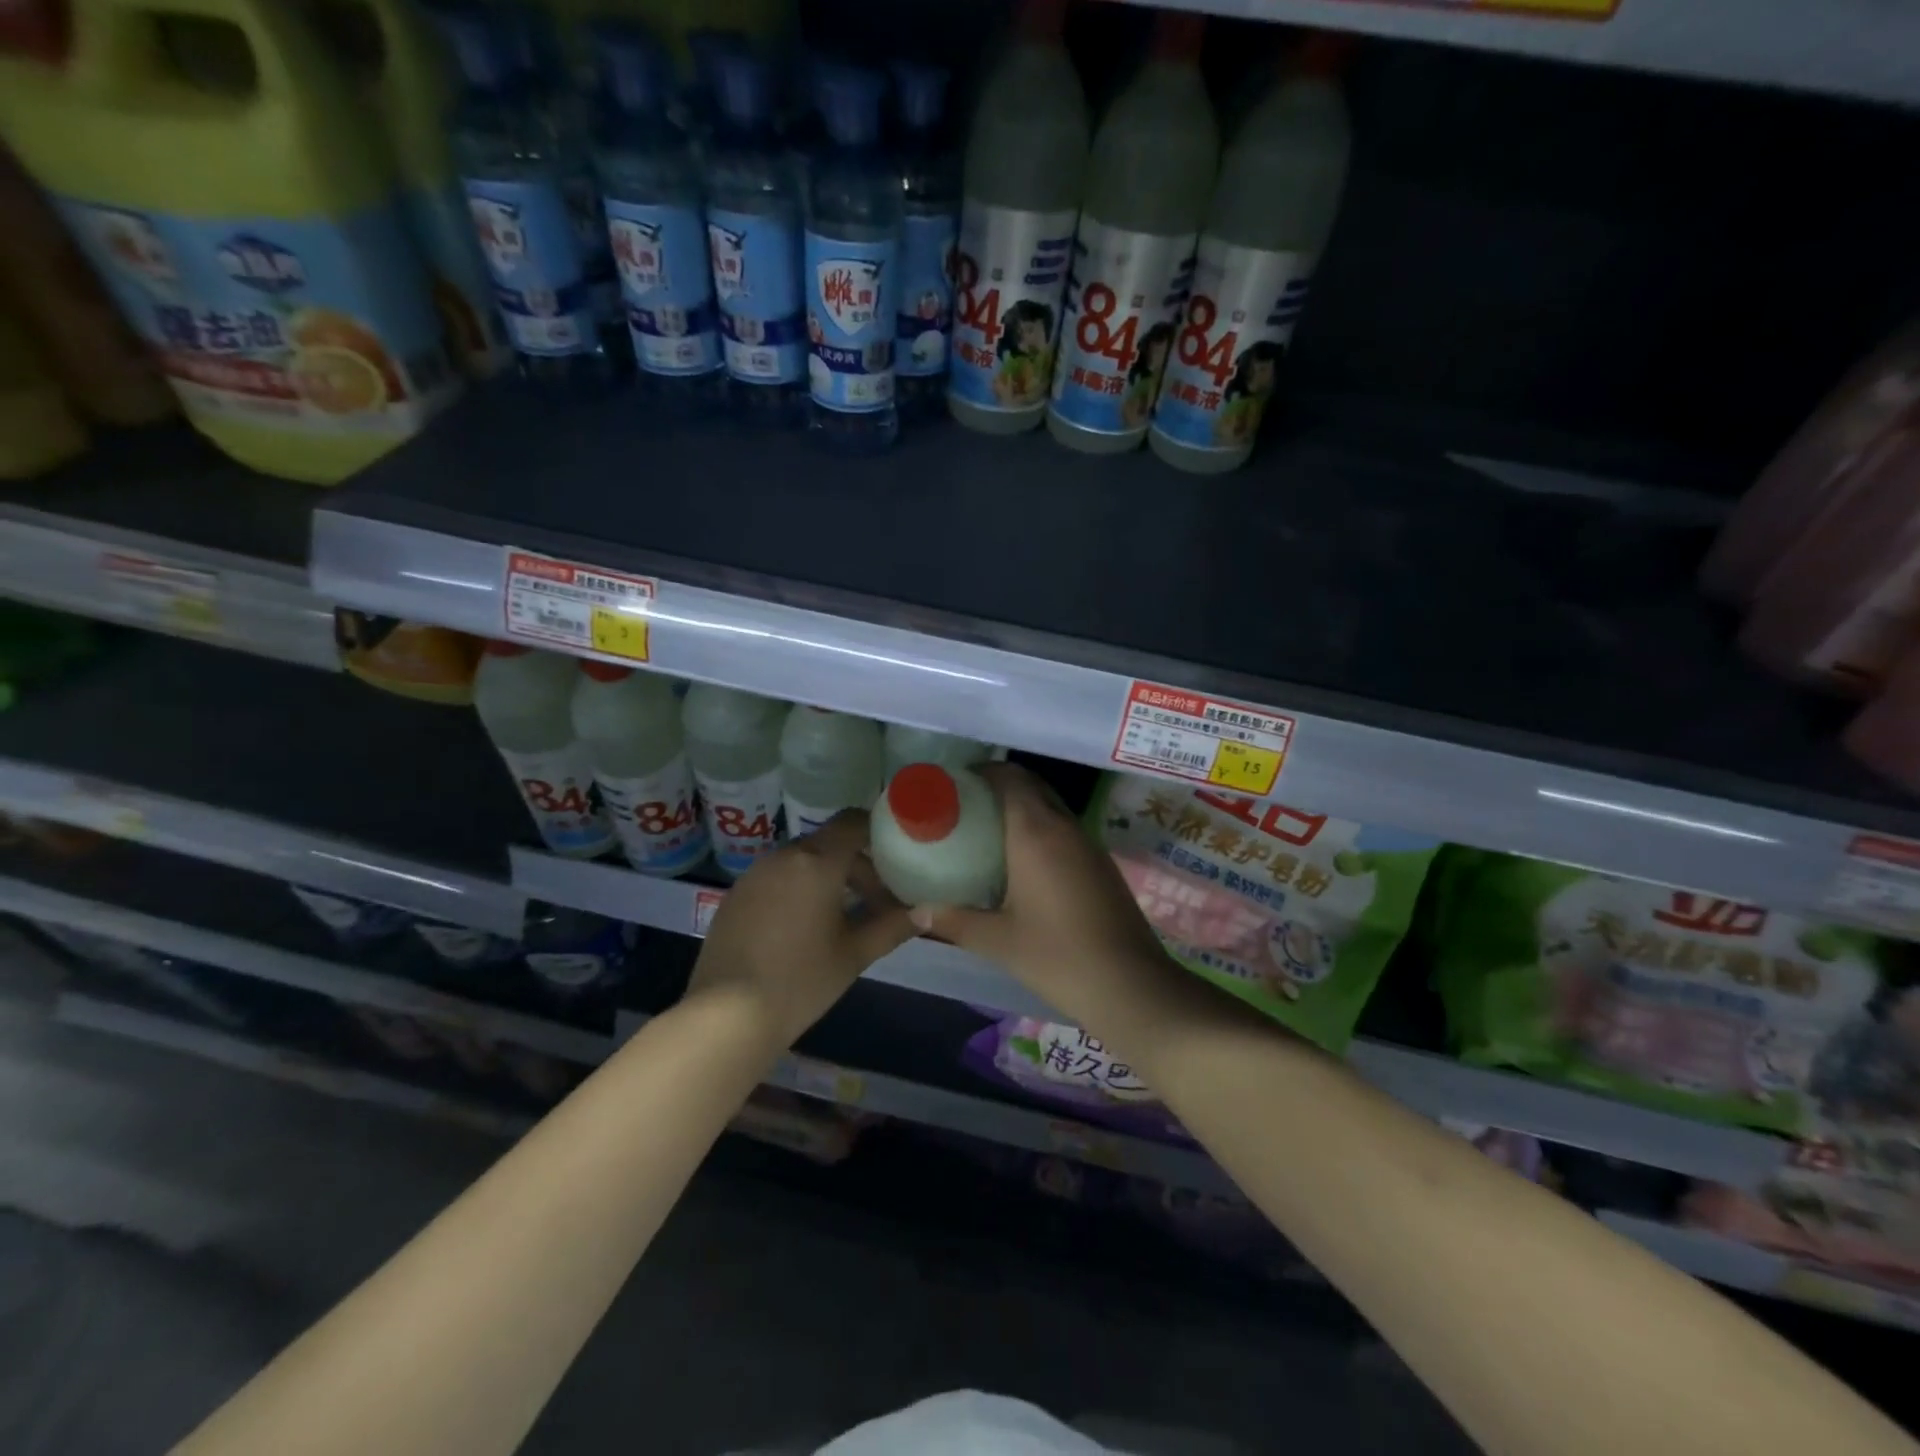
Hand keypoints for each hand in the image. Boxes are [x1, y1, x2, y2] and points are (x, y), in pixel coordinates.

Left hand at [688, 811, 914, 1046]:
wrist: (726, 1015)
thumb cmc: (800, 980)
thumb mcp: (855, 954)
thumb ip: (893, 926)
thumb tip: (927, 911)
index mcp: (817, 862)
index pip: (853, 822)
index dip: (877, 831)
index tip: (896, 854)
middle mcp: (784, 856)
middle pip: (829, 843)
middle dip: (857, 865)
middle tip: (876, 901)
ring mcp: (754, 874)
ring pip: (802, 860)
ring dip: (827, 877)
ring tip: (841, 917)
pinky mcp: (735, 895)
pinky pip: (777, 878)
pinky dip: (798, 889)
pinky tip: (802, 928)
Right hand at [909, 765, 1171, 1019]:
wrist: (1131, 986)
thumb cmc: (1057, 957)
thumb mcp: (998, 941)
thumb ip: (954, 921)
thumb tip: (917, 913)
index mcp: (1035, 832)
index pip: (1009, 778)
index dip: (982, 773)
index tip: (955, 786)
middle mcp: (1064, 827)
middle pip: (1031, 786)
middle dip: (1000, 787)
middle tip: (966, 808)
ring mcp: (1088, 844)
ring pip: (1051, 808)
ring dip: (1023, 809)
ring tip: (988, 833)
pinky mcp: (1102, 865)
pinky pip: (1065, 830)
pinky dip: (1042, 831)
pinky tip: (1024, 864)